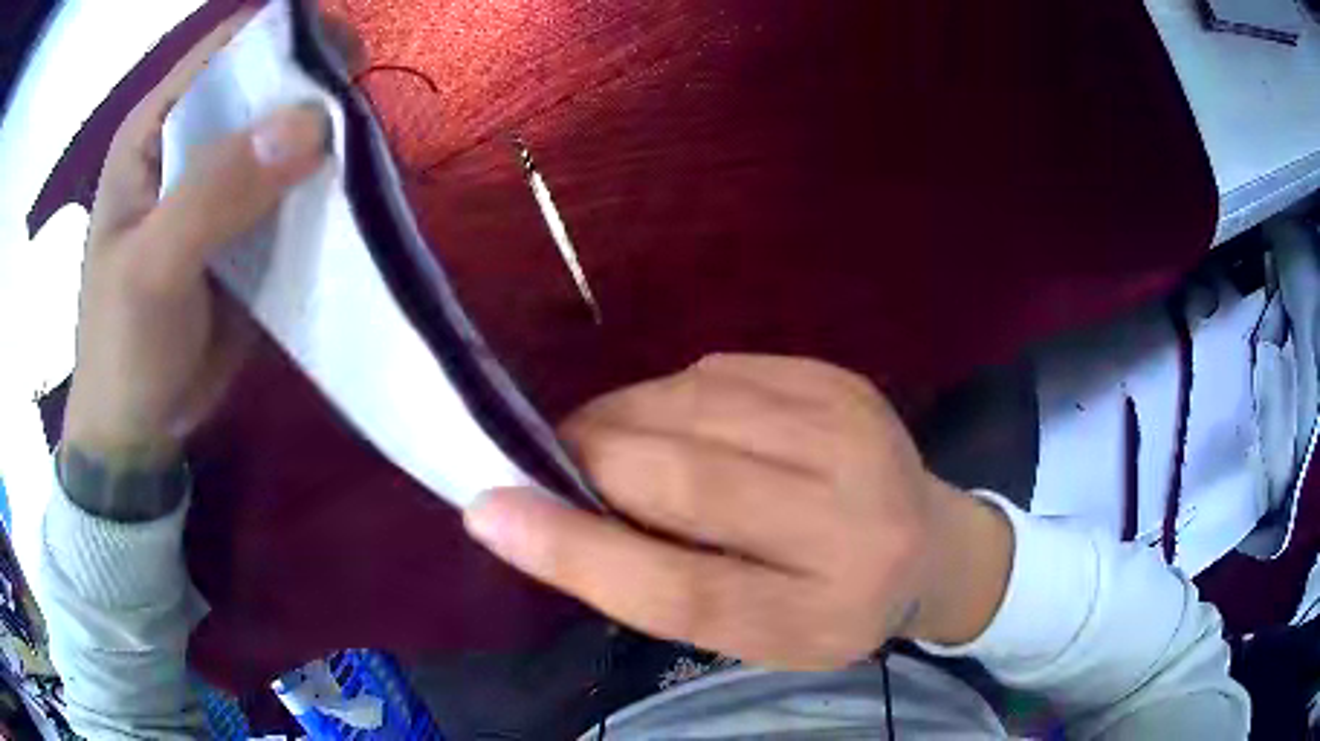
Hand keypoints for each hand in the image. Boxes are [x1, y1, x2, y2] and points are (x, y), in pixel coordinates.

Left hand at [62, 11, 328, 467]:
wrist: (137, 427)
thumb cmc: (123, 347)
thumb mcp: (153, 270)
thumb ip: (215, 192)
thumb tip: (311, 121)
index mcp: (155, 130)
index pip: (228, 47)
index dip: (286, 35)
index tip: (345, 56)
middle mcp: (190, 142)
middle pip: (264, 84)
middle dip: (314, 90)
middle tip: (358, 119)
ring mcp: (219, 185)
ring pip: (284, 134)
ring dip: (326, 141)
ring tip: (363, 161)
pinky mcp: (244, 226)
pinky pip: (292, 188)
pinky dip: (323, 187)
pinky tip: (348, 200)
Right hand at [466, 354, 1012, 669]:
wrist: (927, 545)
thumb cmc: (827, 607)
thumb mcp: (748, 632)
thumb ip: (655, 582)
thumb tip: (539, 513)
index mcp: (821, 611)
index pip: (682, 587)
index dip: (577, 551)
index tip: (488, 509)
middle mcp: (851, 519)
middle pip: (684, 478)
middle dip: (591, 456)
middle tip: (551, 461)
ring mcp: (853, 433)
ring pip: (691, 406)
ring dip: (624, 419)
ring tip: (612, 444)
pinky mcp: (840, 381)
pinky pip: (717, 372)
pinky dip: (671, 397)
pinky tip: (680, 424)